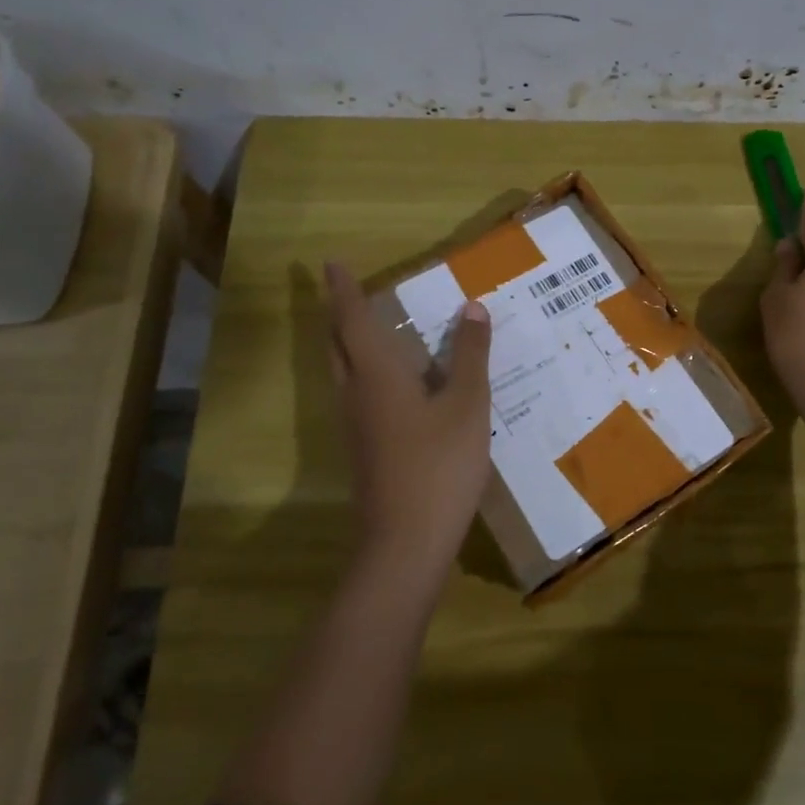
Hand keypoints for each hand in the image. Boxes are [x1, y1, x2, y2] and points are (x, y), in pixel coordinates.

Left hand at [324, 261, 493, 569]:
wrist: (405, 542)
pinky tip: (398, 383)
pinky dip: (367, 373)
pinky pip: (358, 394)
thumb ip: (470, 356)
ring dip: (350, 344)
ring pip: (343, 372)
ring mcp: (356, 426)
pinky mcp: (364, 449)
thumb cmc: (440, 465)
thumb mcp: (468, 406)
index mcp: (377, 375)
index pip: (353, 320)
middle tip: (350, 292)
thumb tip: (472, 308)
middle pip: (337, 345)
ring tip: (372, 328)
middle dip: (339, 314)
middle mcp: (356, 394)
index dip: (344, 290)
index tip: (332, 262)